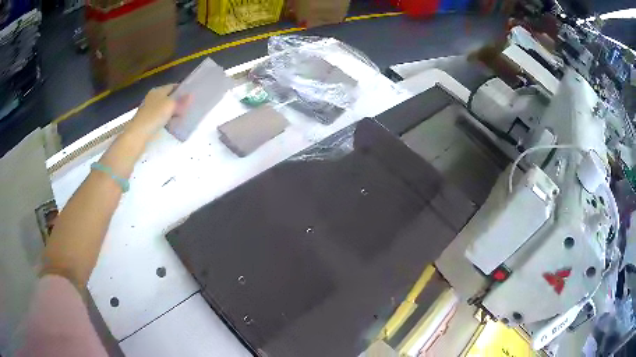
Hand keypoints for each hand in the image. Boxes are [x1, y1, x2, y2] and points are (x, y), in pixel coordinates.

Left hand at [125, 84, 190, 140]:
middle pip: (168, 97)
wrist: (138, 135)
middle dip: (177, 102)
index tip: (191, 96)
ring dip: (172, 112)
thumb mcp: (170, 106)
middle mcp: (153, 98)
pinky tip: (172, 125)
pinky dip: (167, 121)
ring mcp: (149, 110)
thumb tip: (191, 95)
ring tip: (183, 117)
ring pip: (164, 108)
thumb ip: (181, 100)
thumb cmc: (154, 116)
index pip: (173, 86)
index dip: (182, 90)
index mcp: (157, 90)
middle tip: (189, 107)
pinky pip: (160, 118)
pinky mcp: (148, 122)